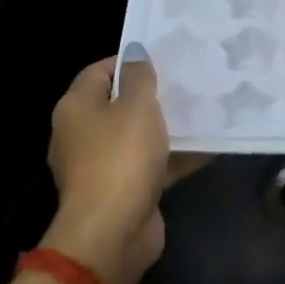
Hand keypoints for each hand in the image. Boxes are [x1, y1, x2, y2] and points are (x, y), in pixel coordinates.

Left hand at [42, 47, 203, 283]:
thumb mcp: (136, 106)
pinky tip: (208, 148)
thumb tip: (135, 52)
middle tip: (188, 83)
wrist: (113, 231)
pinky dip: (174, 157)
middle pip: (119, 105)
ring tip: (204, 112)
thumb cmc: (121, 158)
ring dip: (167, 128)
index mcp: (76, 108)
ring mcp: (101, 165)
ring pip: (138, 137)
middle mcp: (82, 134)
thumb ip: (139, 77)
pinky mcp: (123, 191)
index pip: (99, 71)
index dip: (129, 62)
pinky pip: (151, 165)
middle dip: (153, 95)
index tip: (165, 59)